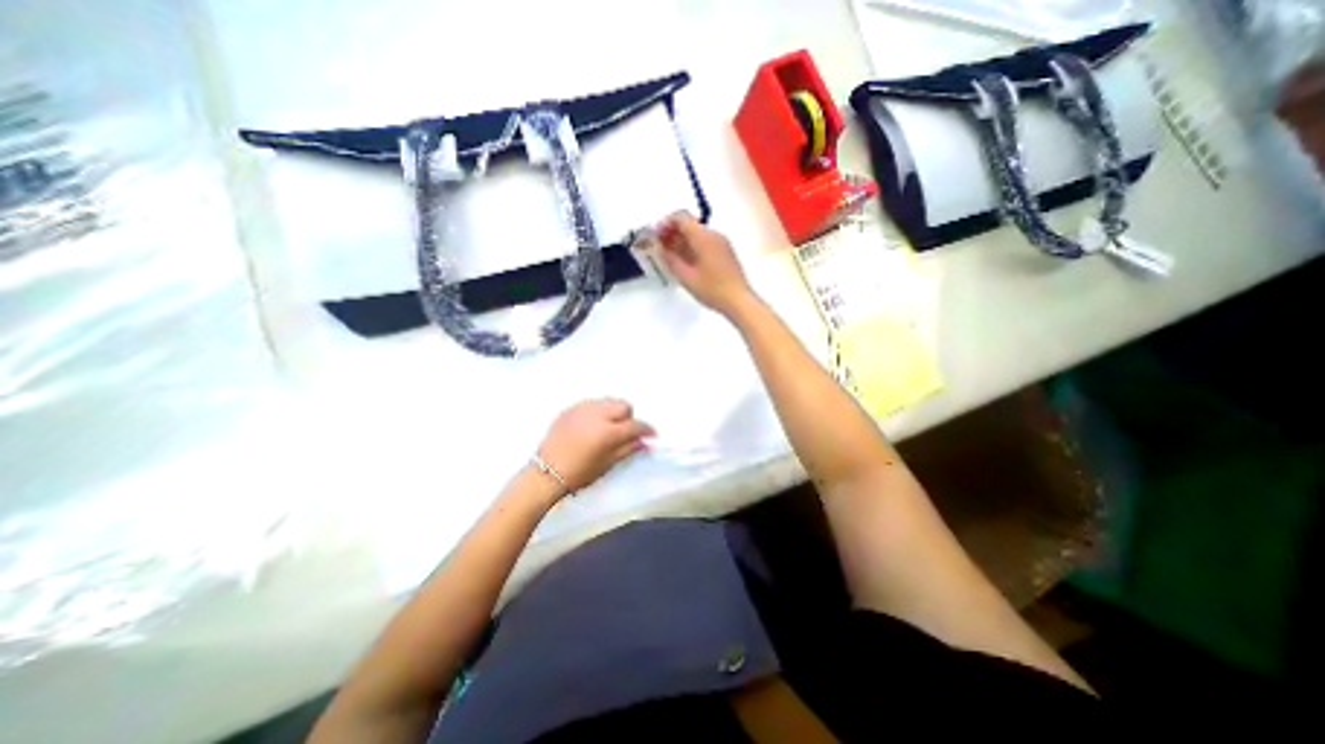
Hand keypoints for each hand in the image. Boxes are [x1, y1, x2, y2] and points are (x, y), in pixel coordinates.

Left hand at [535, 397, 652, 495]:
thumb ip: (628, 449)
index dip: (646, 430)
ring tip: (607, 426)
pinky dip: (597, 410)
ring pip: (608, 401)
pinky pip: (591, 403)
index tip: (650, 436)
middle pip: (623, 405)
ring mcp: (582, 409)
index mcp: (607, 432)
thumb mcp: (607, 464)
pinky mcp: (570, 408)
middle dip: (628, 417)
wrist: (546, 473)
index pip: (635, 425)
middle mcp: (597, 414)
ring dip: (613, 411)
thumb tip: (644, 441)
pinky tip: (592, 424)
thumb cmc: (579, 473)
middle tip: (624, 432)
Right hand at [654, 212, 748, 315]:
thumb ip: (671, 260)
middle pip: (690, 226)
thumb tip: (660, 248)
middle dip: (673, 233)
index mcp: (704, 237)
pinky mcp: (725, 253)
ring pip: (698, 235)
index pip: (682, 219)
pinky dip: (693, 248)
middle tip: (659, 245)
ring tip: (670, 255)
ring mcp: (722, 243)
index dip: (666, 223)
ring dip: (682, 241)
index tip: (655, 234)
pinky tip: (685, 261)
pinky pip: (705, 243)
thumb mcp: (686, 277)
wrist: (739, 300)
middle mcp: (714, 235)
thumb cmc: (712, 289)